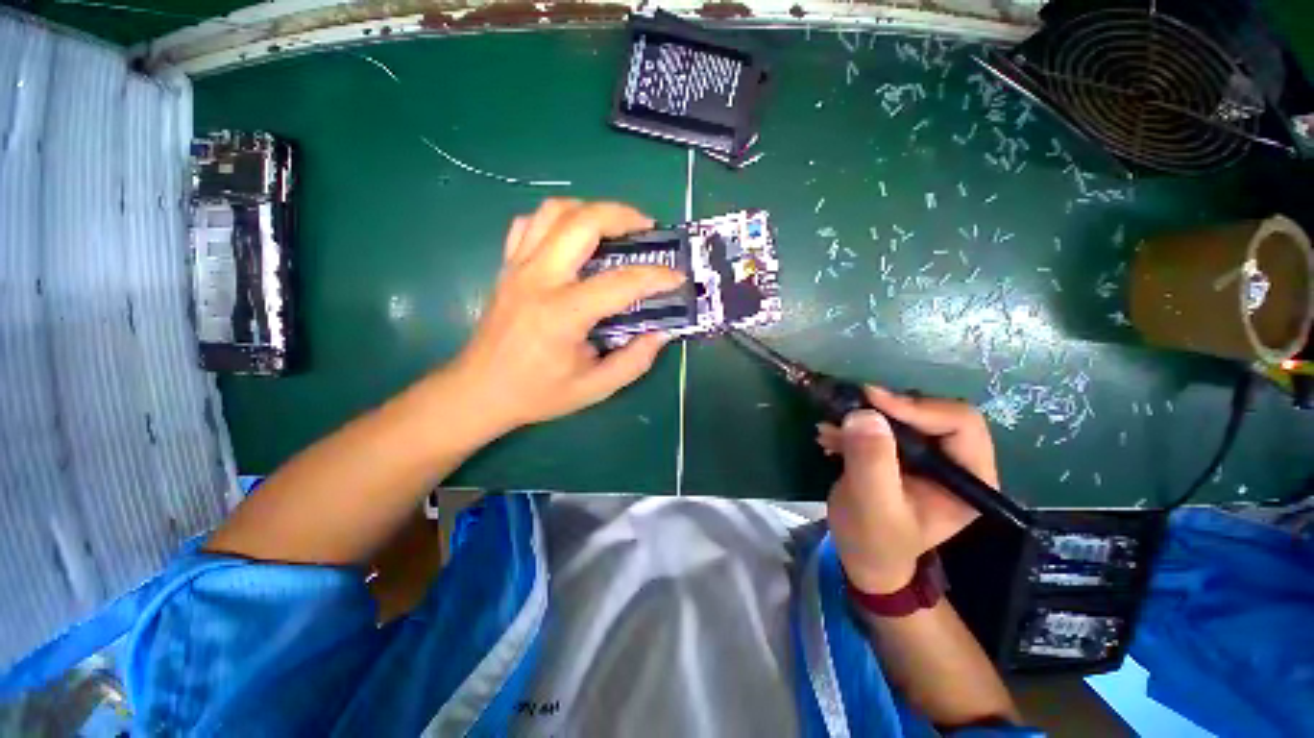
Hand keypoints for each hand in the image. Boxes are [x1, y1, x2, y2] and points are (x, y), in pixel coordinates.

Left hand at [450, 199, 684, 432]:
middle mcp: (539, 280)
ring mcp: (518, 268)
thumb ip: (634, 361)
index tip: (677, 276)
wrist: (479, 391)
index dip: (656, 276)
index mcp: (563, 314)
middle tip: (647, 228)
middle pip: (583, 222)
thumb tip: (661, 333)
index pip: (620, 282)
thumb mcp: (594, 388)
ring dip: (590, 210)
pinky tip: (573, 237)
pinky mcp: (507, 267)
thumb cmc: (537, 393)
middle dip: (622, 215)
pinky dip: (558, 220)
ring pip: (554, 212)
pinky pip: (529, 224)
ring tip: (614, 226)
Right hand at [819, 387, 997, 593]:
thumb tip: (865, 414)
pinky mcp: (902, 452)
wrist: (862, 555)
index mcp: (970, 479)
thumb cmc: (873, 539)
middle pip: (932, 411)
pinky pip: (882, 424)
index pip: (959, 423)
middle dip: (887, 409)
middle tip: (850, 408)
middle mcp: (956, 461)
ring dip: (864, 416)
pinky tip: (829, 436)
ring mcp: (929, 456)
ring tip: (830, 427)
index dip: (918, 407)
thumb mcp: (872, 504)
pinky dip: (854, 425)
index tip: (871, 400)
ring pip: (904, 414)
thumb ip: (872, 461)